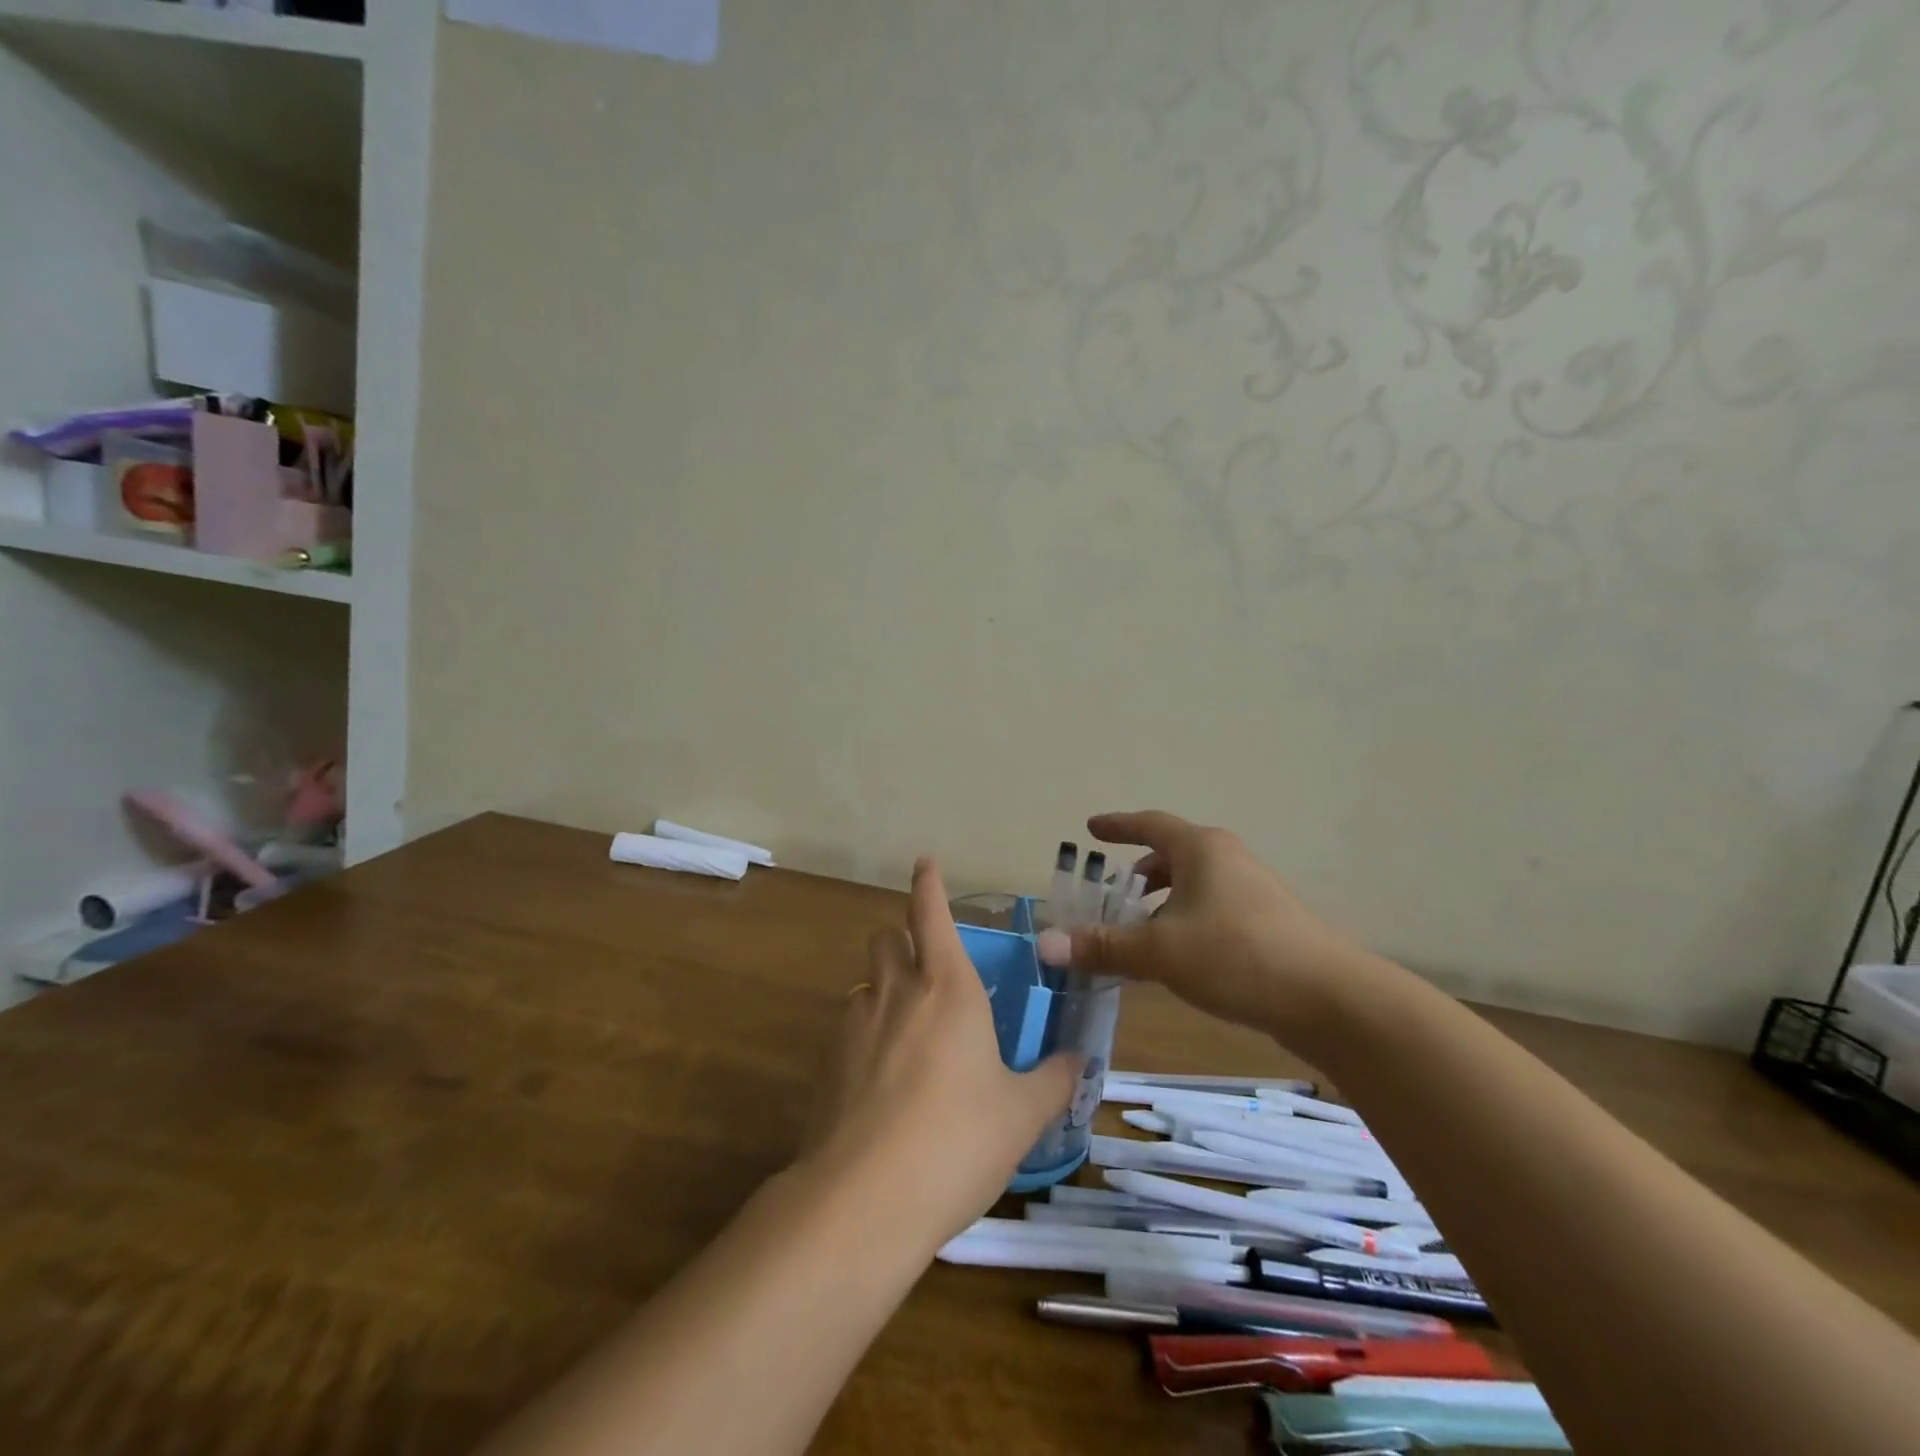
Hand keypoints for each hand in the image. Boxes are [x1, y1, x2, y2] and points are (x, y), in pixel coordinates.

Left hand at [803, 858, 1081, 1247]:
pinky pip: (850, 1027)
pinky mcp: (829, 1063)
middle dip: (903, 939)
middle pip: (887, 937)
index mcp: (948, 988)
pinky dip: (867, 1034)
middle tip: (927, 970)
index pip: (931, 912)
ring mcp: (856, 1025)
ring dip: (885, 989)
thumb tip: (1076, 1062)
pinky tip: (883, 1079)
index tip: (926, 862)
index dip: (928, 883)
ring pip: (866, 981)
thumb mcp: (1022, 1114)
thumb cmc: (959, 1140)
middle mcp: (897, 992)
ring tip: (909, 1030)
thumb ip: (1054, 1080)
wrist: (867, 1199)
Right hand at [1045, 811, 1365, 1034]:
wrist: (1330, 998)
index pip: (1149, 825)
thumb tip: (1046, 944)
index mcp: (1201, 849)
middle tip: (1113, 893)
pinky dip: (1186, 921)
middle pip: (1174, 854)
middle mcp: (1227, 860)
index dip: (1117, 825)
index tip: (1091, 828)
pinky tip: (1179, 958)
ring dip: (1164, 901)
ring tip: (1141, 931)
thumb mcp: (1160, 951)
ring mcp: (1253, 890)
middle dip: (1141, 872)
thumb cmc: (1236, 956)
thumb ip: (1103, 946)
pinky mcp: (1269, 923)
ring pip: (1195, 885)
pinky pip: (1213, 908)